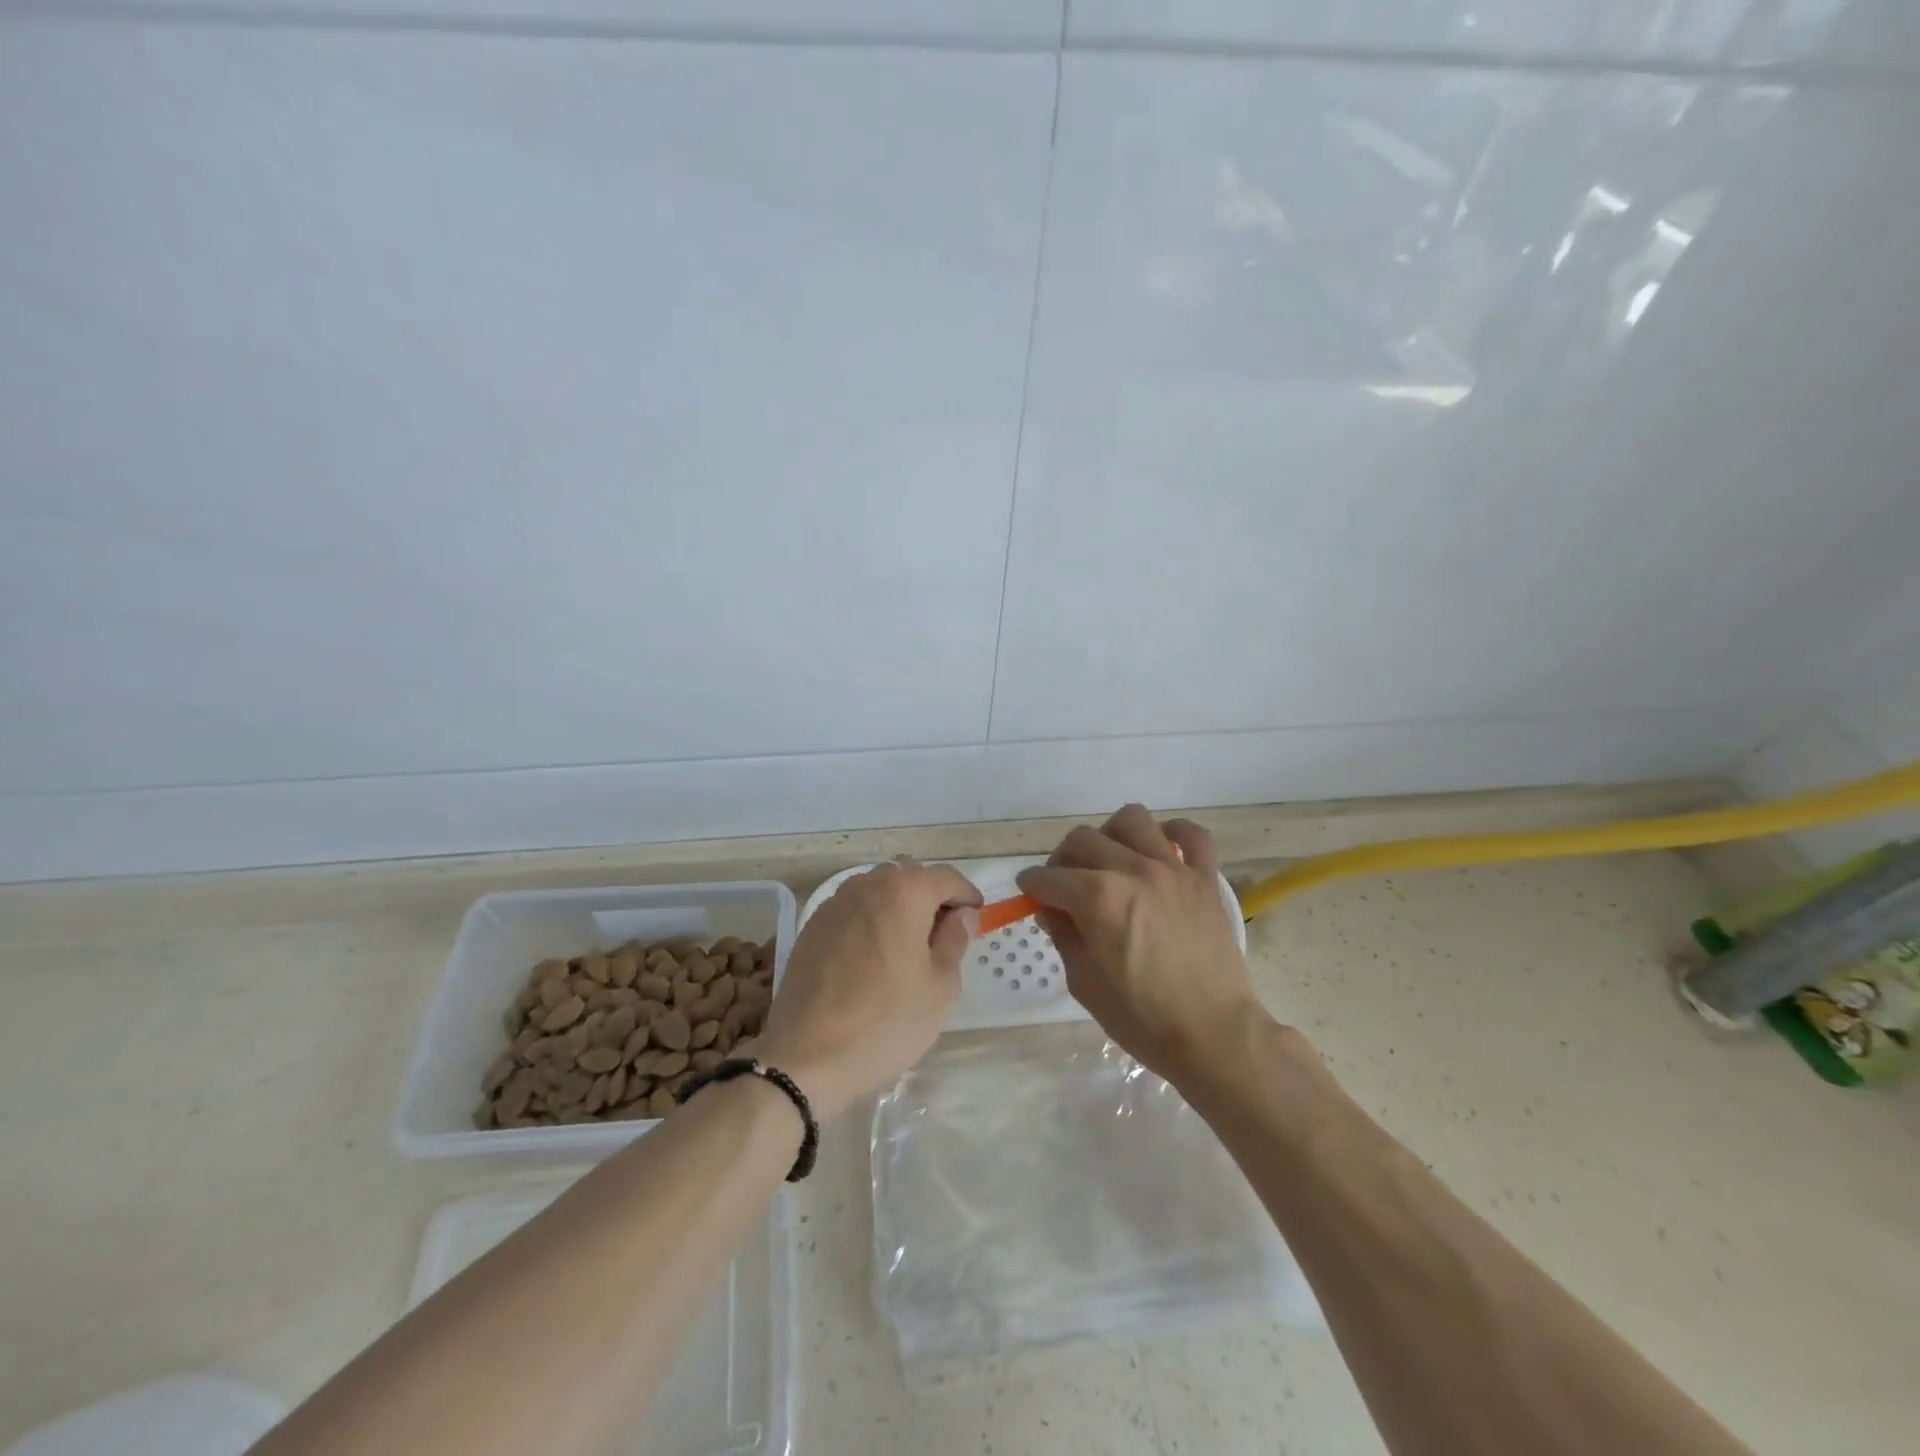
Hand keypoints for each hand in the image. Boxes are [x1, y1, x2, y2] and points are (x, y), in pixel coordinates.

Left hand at [757, 858, 981, 1121]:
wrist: (806, 1057)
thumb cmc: (887, 1021)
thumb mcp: (940, 986)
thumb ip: (955, 940)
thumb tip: (961, 915)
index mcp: (903, 892)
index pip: (946, 877)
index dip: (966, 895)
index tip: (977, 918)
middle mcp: (866, 886)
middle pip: (909, 878)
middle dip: (931, 898)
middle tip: (945, 935)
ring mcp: (833, 905)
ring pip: (878, 892)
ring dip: (899, 908)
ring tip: (909, 947)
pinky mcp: (812, 928)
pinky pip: (853, 911)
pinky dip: (871, 922)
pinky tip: (875, 958)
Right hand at [1018, 805, 1265, 1086]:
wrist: (1213, 1035)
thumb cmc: (1141, 1018)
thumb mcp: (1083, 982)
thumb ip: (1063, 935)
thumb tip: (1053, 910)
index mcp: (1097, 898)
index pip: (1048, 878)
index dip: (1031, 886)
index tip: (1030, 894)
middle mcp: (1132, 870)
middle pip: (1082, 840)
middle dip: (1062, 860)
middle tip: (1064, 885)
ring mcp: (1172, 870)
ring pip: (1132, 820)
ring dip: (1110, 835)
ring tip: (1110, 860)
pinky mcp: (1204, 879)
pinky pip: (1193, 834)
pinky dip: (1173, 834)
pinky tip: (1160, 851)